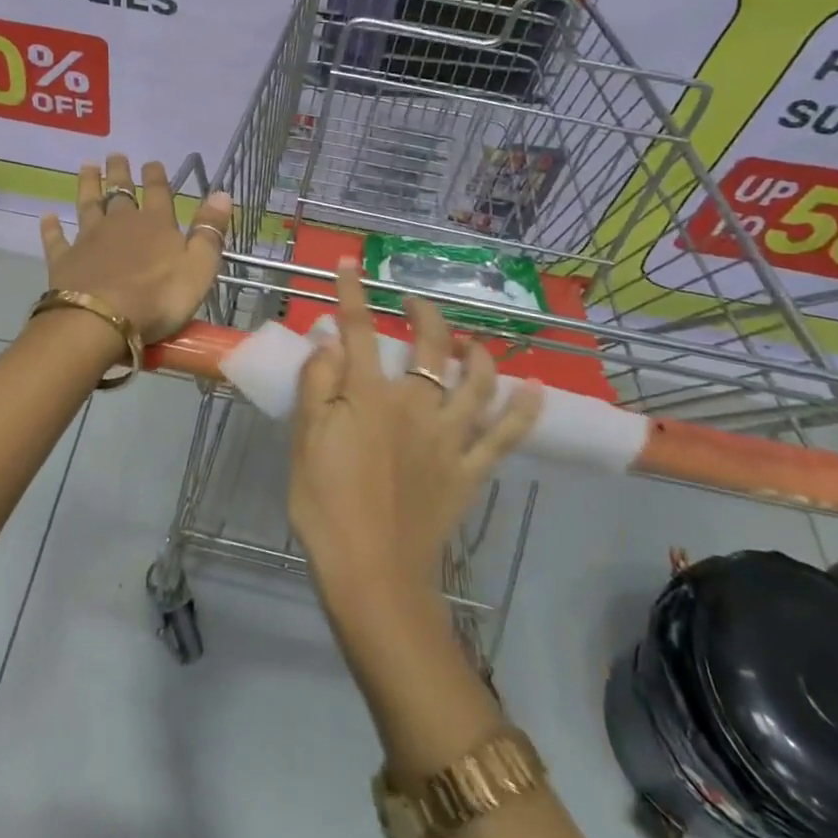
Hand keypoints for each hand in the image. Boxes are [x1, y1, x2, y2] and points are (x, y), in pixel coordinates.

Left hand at [39, 155, 232, 341]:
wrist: (103, 319)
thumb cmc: (159, 298)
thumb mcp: (199, 267)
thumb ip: (210, 231)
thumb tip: (222, 193)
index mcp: (156, 225)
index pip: (159, 193)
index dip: (156, 177)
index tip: (151, 161)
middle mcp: (121, 224)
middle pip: (120, 192)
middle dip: (119, 173)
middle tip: (115, 154)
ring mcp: (89, 240)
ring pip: (88, 205)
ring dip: (88, 185)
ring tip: (86, 166)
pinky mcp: (65, 261)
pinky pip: (57, 239)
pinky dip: (51, 227)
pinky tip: (47, 216)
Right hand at [288, 262, 541, 599]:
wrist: (371, 573)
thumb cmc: (326, 504)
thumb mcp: (305, 440)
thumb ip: (317, 383)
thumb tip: (329, 339)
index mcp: (369, 395)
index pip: (358, 330)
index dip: (353, 293)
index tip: (352, 264)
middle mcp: (415, 405)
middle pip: (430, 347)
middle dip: (425, 315)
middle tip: (413, 303)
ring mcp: (448, 438)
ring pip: (476, 382)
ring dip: (476, 352)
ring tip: (468, 340)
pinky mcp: (469, 470)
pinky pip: (505, 435)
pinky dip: (523, 409)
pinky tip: (533, 387)